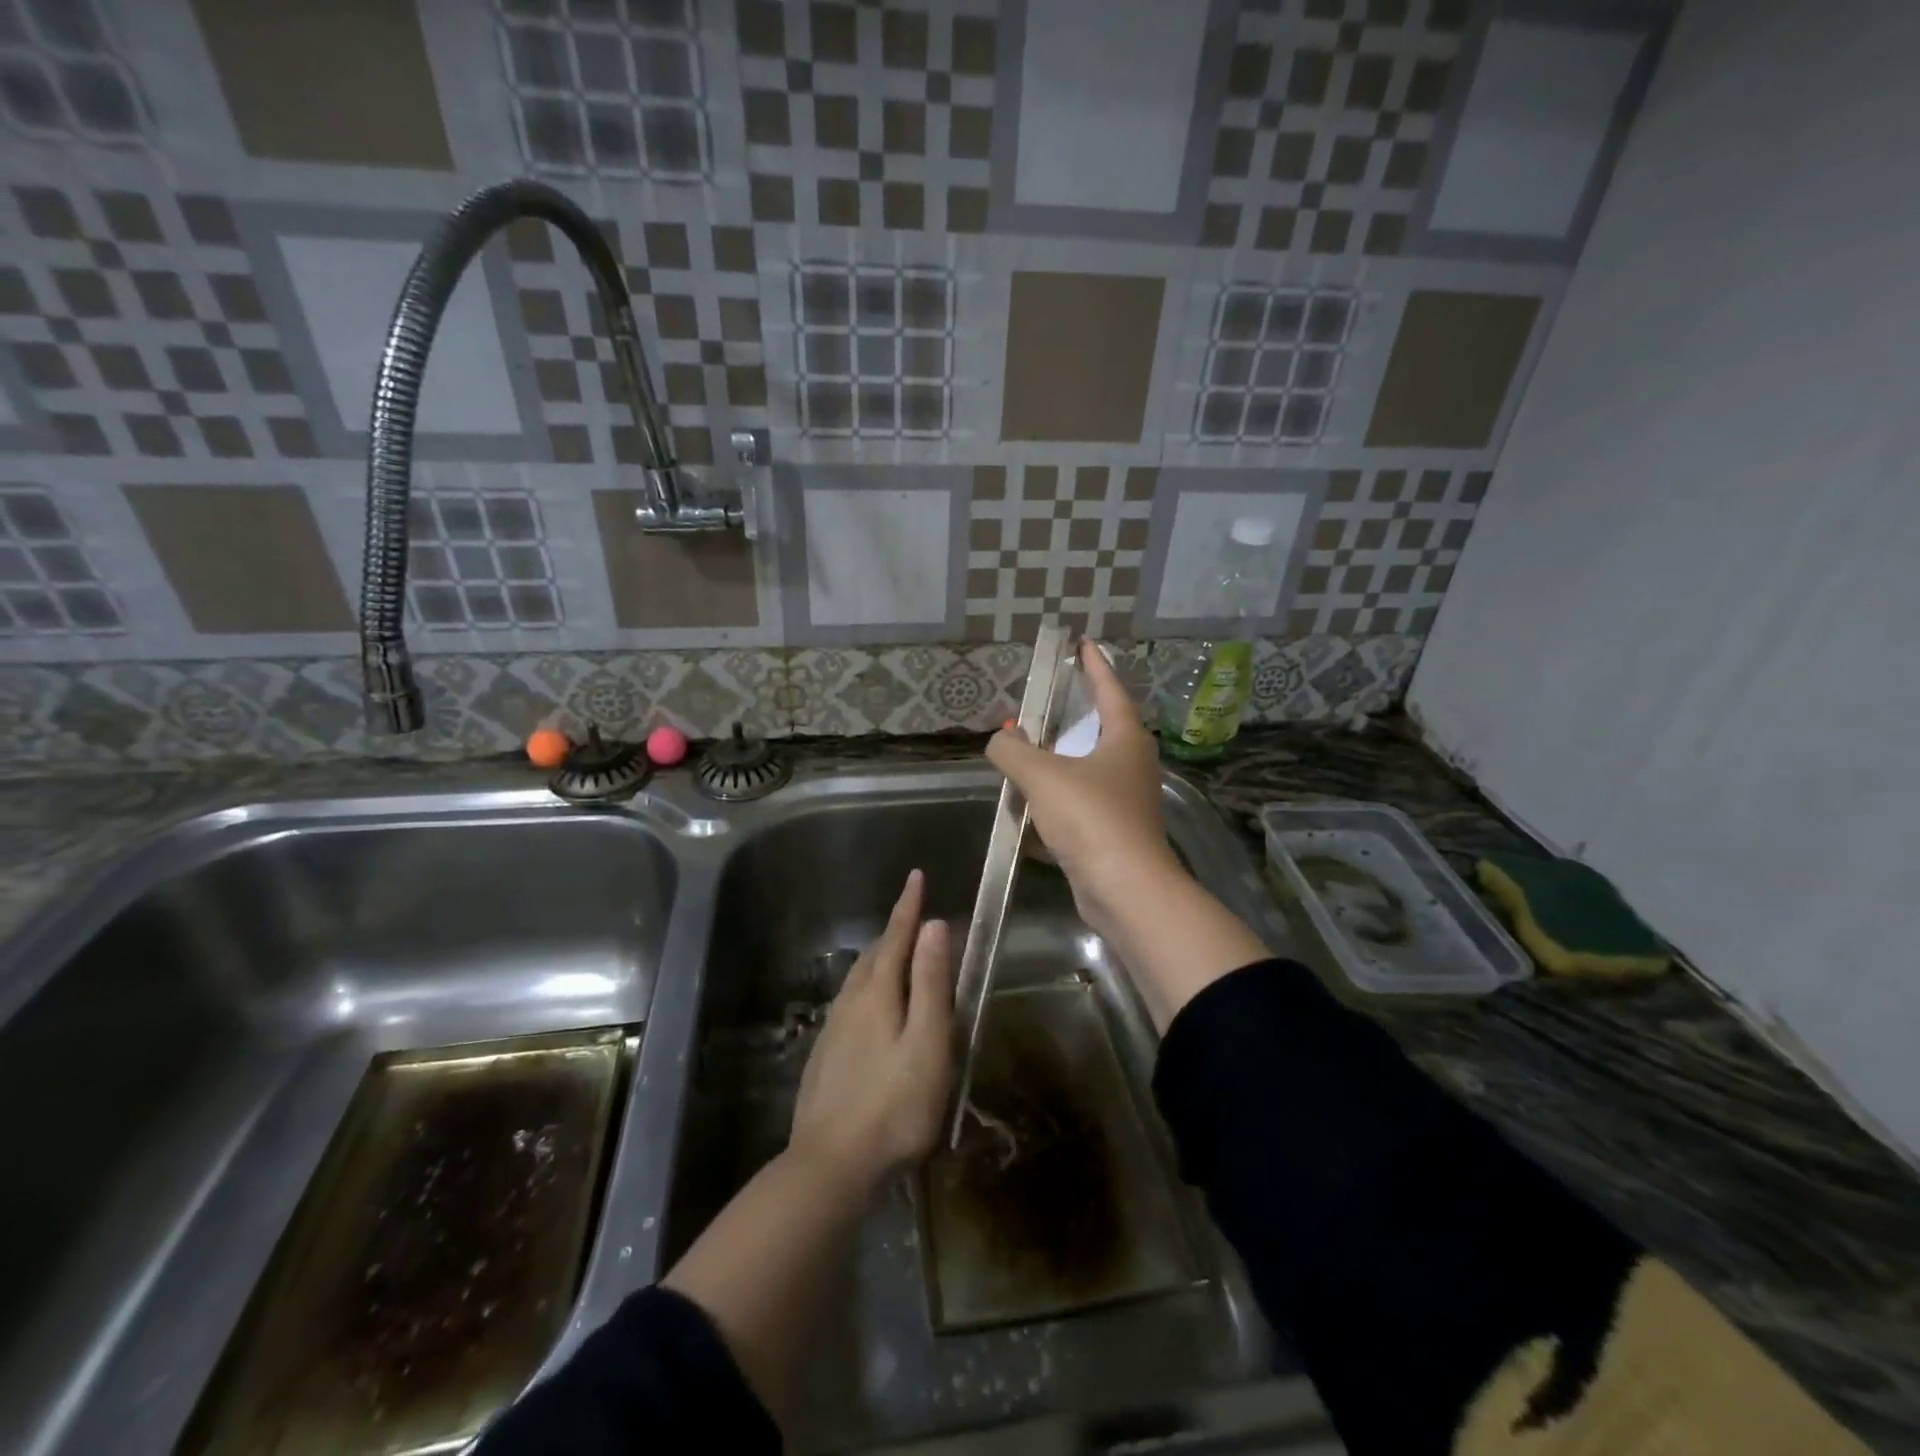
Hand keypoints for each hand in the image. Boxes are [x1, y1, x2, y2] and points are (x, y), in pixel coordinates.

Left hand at [789, 870, 952, 1188]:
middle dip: (896, 931)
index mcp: (877, 993)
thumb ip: (930, 982)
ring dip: (881, 958)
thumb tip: (934, 925)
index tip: (916, 876)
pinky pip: (851, 1002)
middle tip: (916, 917)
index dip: (908, 907)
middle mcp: (850, 1002)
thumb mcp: (926, 1042)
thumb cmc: (893, 1104)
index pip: (896, 937)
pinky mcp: (825, 1055)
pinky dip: (869, 987)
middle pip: (875, 955)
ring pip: (859, 979)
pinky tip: (872, 1007)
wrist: (830, 1165)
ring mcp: (833, 1029)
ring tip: (897, 954)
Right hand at [986, 640, 1184, 937]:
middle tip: (1039, 705)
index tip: (1081, 643)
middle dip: (1067, 718)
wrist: (1125, 890)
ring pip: (1085, 771)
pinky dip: (1054, 803)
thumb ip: (1013, 752)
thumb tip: (1000, 740)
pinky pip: (1078, 807)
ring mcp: (1124, 801)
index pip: (1109, 689)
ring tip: (1023, 756)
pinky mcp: (1113, 834)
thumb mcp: (1043, 776)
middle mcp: (1130, 765)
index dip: (1094, 664)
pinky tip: (1026, 810)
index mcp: (1125, 739)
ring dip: (1056, 763)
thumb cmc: (1091, 818)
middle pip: (1098, 730)